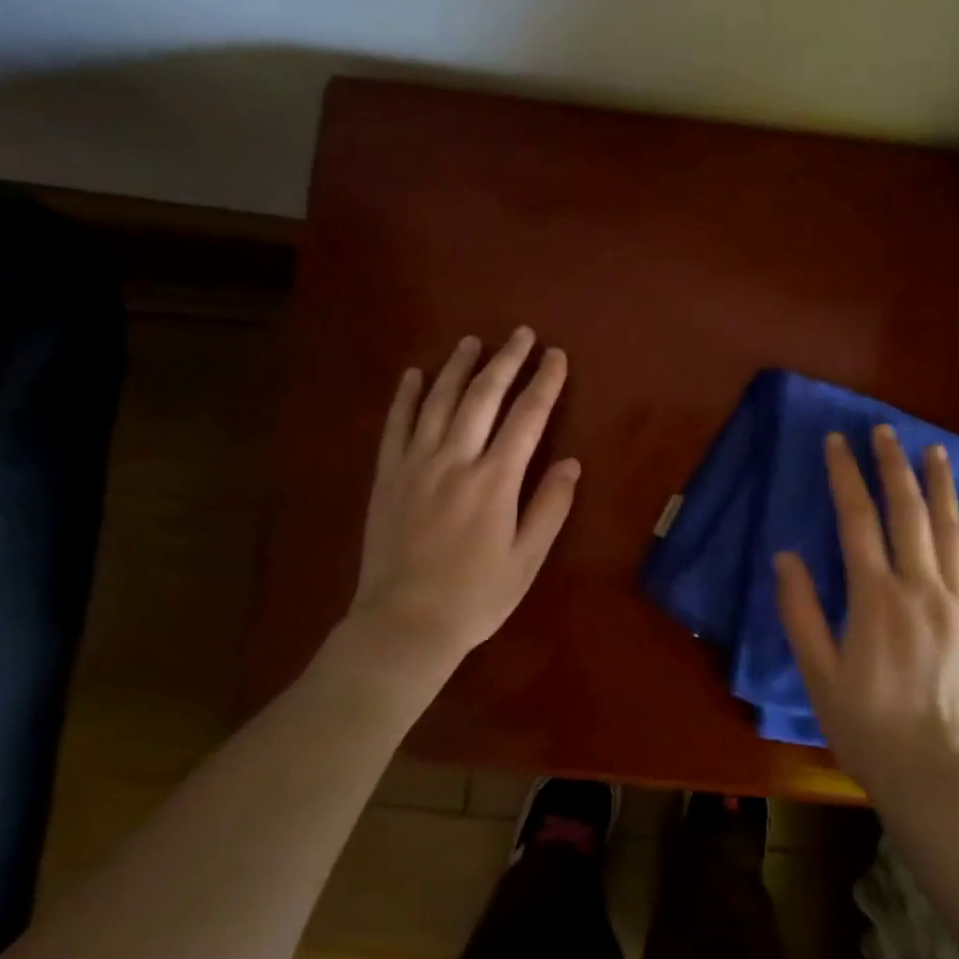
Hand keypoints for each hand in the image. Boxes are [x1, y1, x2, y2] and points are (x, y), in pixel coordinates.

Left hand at [320, 328, 578, 718]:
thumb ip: (549, 507)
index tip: (556, 356)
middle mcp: (455, 460)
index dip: (545, 383)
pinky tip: (414, 374)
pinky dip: (406, 396)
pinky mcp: (387, 476)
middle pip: (483, 397)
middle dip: (505, 361)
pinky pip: (396, 426)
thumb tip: (571, 462)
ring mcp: (416, 465)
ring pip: (438, 401)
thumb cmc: (476, 597)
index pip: (527, 418)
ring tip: (472, 341)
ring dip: (457, 367)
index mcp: (495, 481)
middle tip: (521, 334)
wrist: (404, 625)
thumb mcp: (526, 560)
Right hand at [774, 426, 958, 802]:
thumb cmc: (866, 724)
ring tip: (932, 450)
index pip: (857, 519)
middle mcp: (920, 587)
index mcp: (875, 598)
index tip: (836, 443)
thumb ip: (799, 611)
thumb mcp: (817, 673)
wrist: (936, 771)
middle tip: (884, 431)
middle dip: (893, 465)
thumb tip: (785, 556)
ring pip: (950, 526)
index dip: (845, 475)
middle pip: (908, 510)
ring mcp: (958, 600)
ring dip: (939, 484)